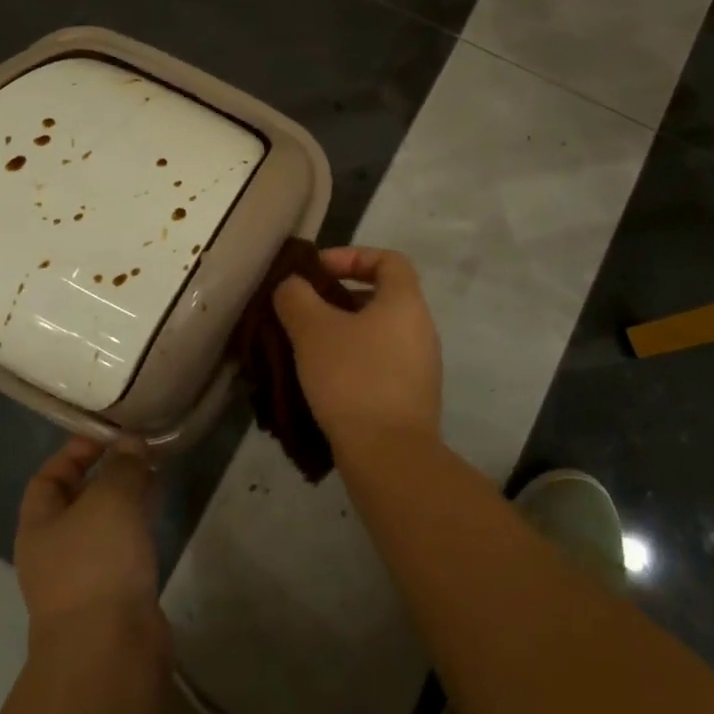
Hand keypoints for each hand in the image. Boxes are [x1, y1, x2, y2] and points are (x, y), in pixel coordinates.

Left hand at [15, 437, 165, 651]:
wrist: (109, 653)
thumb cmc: (97, 564)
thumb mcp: (111, 499)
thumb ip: (123, 466)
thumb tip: (131, 444)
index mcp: (38, 525)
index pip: (49, 476)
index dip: (75, 452)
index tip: (109, 435)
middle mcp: (54, 551)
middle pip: (76, 501)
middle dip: (106, 474)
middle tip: (140, 452)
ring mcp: (82, 578)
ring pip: (103, 526)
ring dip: (125, 500)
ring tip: (155, 476)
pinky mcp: (112, 598)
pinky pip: (122, 550)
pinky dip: (137, 528)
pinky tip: (157, 515)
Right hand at [273, 246, 441, 458]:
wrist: (390, 457)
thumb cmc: (352, 379)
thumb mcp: (312, 329)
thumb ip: (296, 297)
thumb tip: (292, 286)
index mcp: (405, 302)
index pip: (388, 259)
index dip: (351, 256)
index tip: (317, 272)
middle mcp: (421, 329)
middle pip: (381, 297)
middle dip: (339, 299)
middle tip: (304, 311)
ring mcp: (421, 367)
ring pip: (378, 334)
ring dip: (343, 334)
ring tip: (307, 348)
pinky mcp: (412, 399)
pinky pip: (380, 365)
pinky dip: (353, 363)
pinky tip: (324, 382)